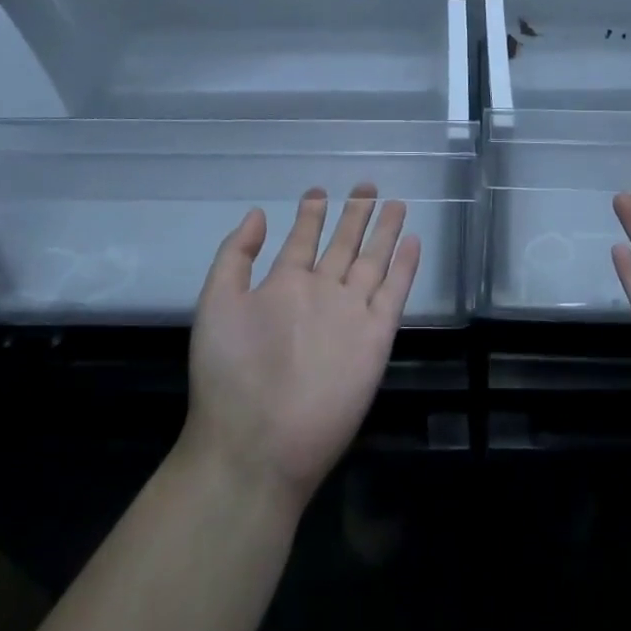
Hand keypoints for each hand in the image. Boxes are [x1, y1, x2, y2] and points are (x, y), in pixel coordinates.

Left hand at [181, 185, 419, 513]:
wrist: (257, 444)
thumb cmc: (229, 373)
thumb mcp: (218, 303)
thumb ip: (236, 257)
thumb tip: (259, 213)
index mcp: (283, 286)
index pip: (303, 240)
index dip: (311, 215)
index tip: (319, 190)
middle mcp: (320, 294)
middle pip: (343, 244)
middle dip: (354, 215)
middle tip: (366, 185)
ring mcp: (350, 314)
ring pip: (371, 261)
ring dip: (384, 233)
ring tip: (395, 203)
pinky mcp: (375, 337)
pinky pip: (394, 292)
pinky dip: (404, 267)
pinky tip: (413, 240)